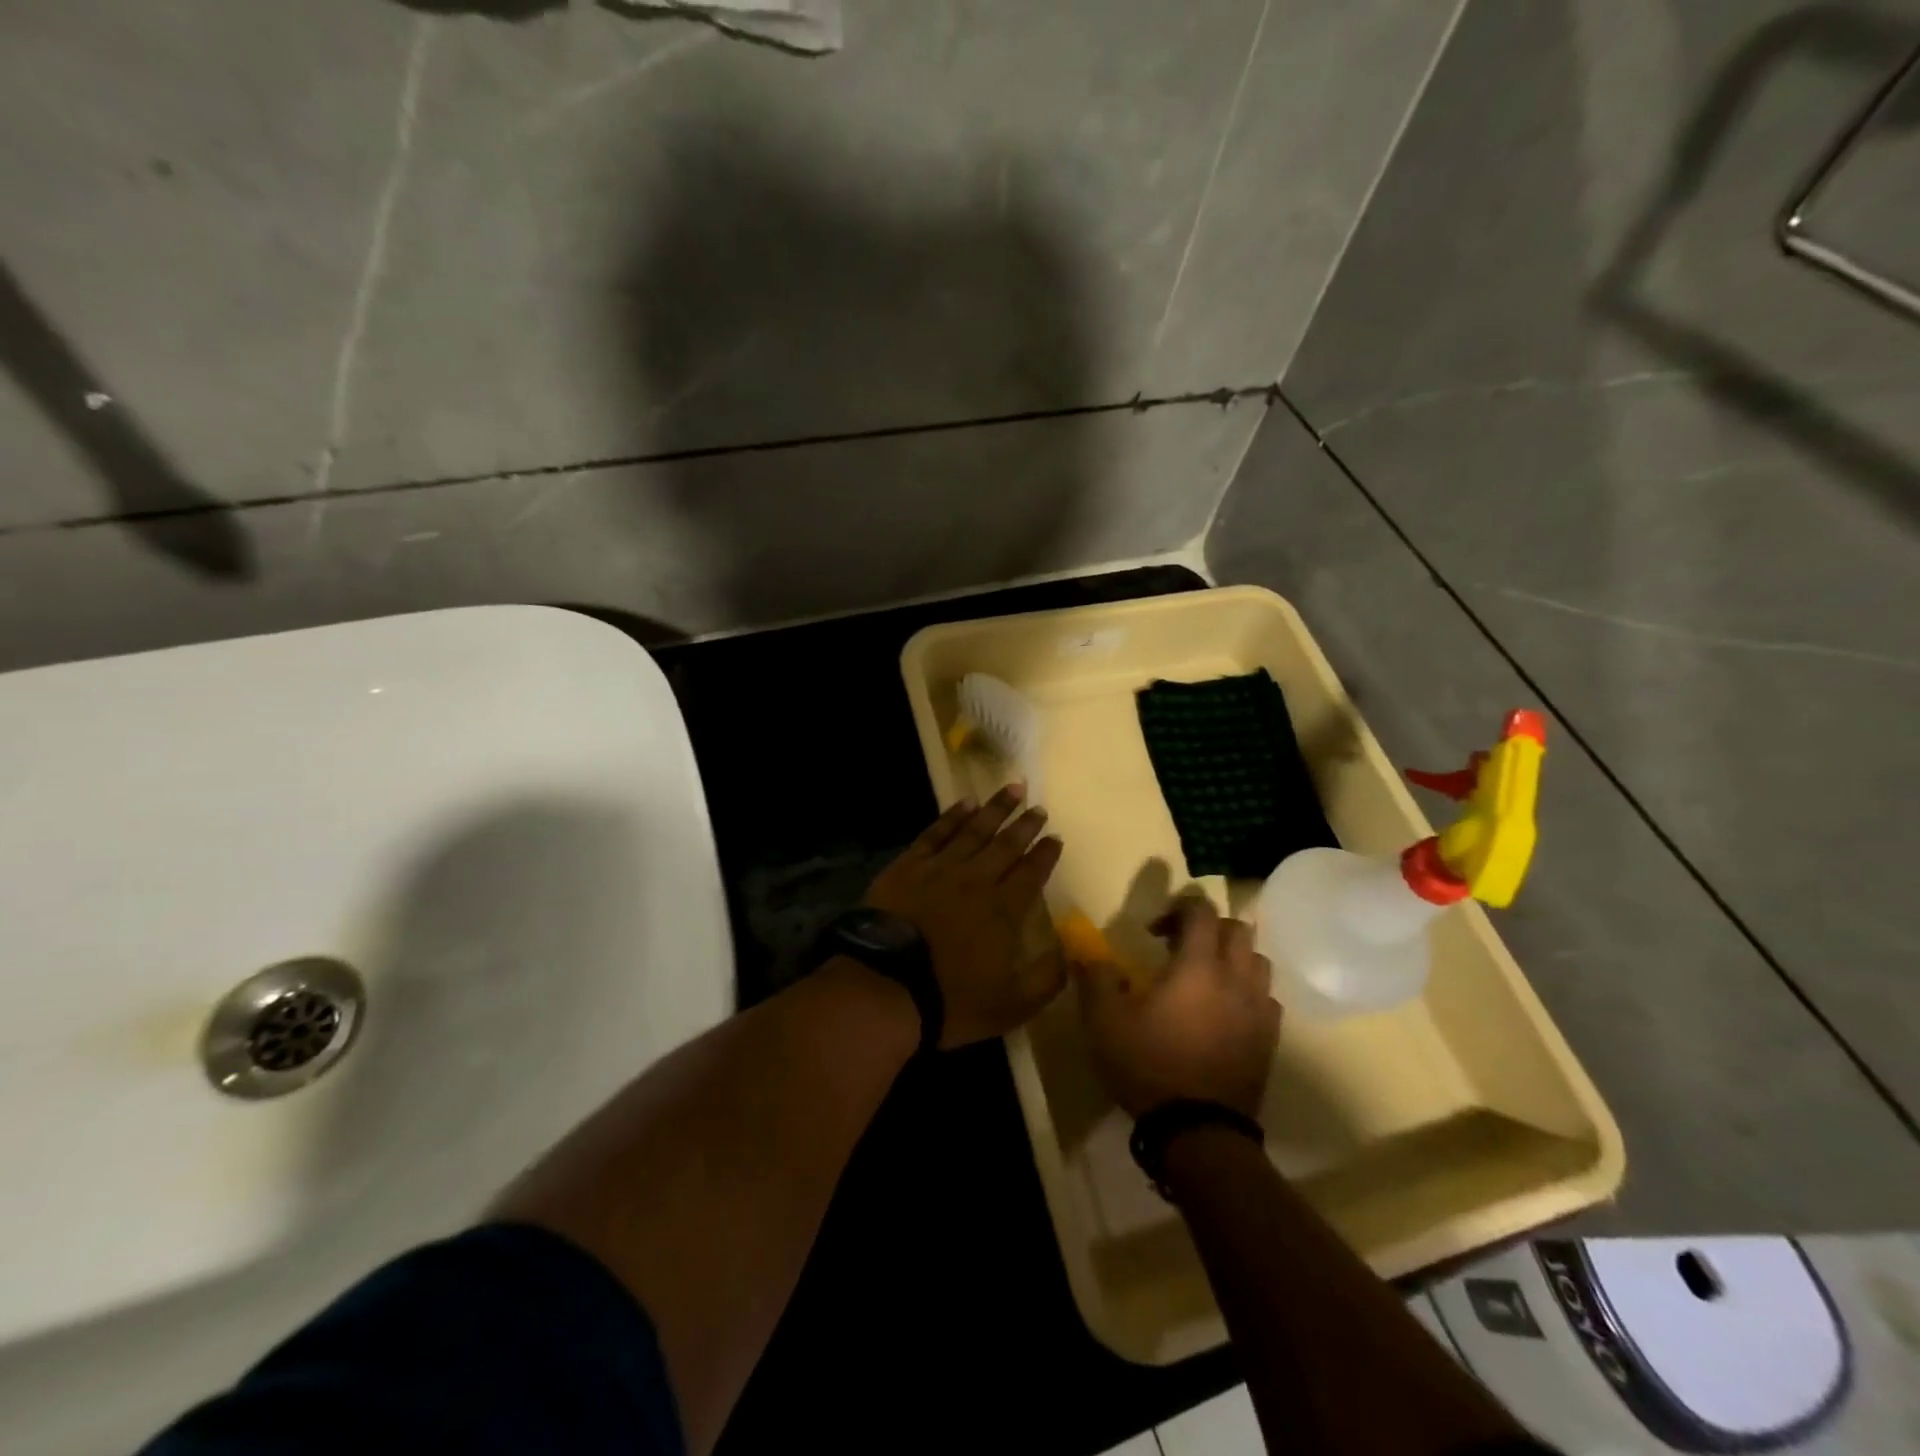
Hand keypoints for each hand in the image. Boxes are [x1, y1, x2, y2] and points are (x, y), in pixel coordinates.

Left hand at [865, 786, 1066, 1047]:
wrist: (886, 987)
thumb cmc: (951, 1000)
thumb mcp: (1012, 1005)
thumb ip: (1047, 978)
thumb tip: (1071, 951)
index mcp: (1004, 910)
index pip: (1031, 873)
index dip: (1045, 854)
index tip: (1055, 837)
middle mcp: (977, 880)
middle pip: (1006, 845)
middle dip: (1025, 825)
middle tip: (1038, 807)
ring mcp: (940, 869)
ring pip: (974, 830)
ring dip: (995, 809)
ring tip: (1012, 789)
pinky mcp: (908, 866)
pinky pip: (936, 833)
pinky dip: (952, 816)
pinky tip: (965, 803)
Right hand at [1078, 895, 1279, 1117]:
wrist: (1198, 1131)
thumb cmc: (1149, 1065)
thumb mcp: (1104, 1020)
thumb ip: (1094, 977)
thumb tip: (1084, 950)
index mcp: (1197, 965)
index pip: (1201, 910)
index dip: (1177, 908)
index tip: (1153, 931)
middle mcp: (1235, 978)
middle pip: (1236, 928)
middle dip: (1207, 928)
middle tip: (1179, 948)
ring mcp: (1258, 1009)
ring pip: (1257, 960)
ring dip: (1232, 957)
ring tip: (1205, 977)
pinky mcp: (1269, 1038)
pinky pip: (1266, 997)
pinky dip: (1247, 992)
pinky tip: (1224, 1011)